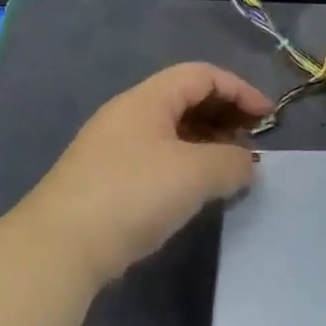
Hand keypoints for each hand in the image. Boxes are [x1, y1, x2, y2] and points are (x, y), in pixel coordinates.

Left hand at [25, 63, 272, 285]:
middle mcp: (128, 115)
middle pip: (186, 99)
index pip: (202, 75)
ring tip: (230, 169)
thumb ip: (232, 162)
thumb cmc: (133, 195)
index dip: (239, 90)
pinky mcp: (106, 182)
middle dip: (225, 115)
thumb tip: (247, 164)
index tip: (267, 118)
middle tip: (250, 143)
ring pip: (172, 132)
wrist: (58, 250)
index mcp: (147, 99)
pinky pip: (158, 158)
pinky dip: (186, 165)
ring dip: (207, 143)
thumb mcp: (196, 173)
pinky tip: (197, 192)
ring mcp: (113, 149)